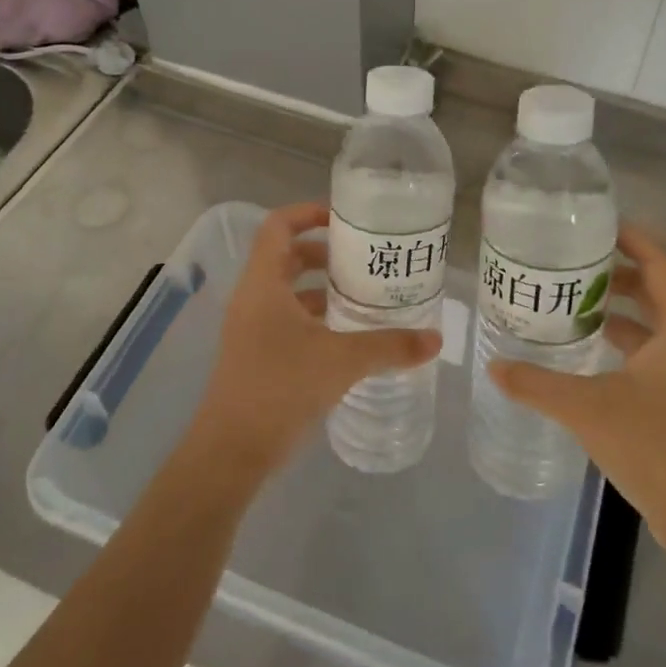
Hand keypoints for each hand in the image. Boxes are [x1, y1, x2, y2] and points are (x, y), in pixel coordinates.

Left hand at [183, 201, 439, 484]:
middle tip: (363, 259)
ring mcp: (251, 328)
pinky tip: (346, 337)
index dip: (308, 213)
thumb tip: (434, 339)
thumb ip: (389, 346)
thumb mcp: (341, 362)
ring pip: (287, 291)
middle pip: (285, 256)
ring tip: (362, 295)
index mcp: (263, 284)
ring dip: (321, 288)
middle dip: (324, 252)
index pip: (279, 226)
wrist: (230, 453)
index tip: (345, 220)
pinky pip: (286, 320)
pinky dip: (314, 318)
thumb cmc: (280, 389)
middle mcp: (253, 299)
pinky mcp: (256, 355)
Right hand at [490, 224, 665, 555]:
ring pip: (654, 325)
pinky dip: (625, 343)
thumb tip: (494, 366)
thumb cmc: (655, 447)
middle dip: (616, 274)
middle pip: (656, 291)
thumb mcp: (587, 408)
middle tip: (571, 265)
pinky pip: (654, 353)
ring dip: (619, 311)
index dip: (631, 239)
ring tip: (572, 303)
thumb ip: (537, 383)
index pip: (660, 263)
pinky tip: (589, 353)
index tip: (595, 225)